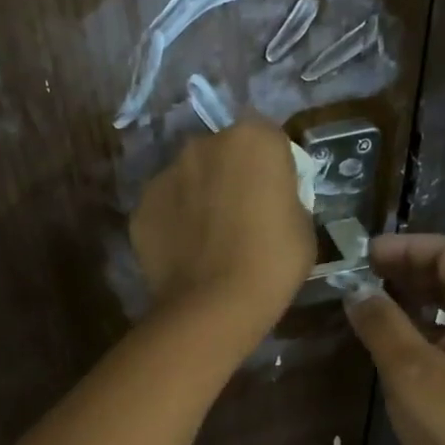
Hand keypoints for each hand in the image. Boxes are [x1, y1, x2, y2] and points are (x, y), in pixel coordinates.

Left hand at [130, 120, 315, 345]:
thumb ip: (286, 198)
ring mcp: (166, 173)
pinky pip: (166, 208)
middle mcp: (204, 143)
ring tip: (209, 239)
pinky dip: (174, 223)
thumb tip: (269, 201)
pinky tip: (186, 254)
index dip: (273, 168)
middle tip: (242, 216)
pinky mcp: (141, 206)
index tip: (276, 197)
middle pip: (224, 153)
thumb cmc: (273, 262)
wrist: (215, 305)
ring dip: (199, 196)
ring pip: (190, 178)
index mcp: (253, 139)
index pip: (269, 140)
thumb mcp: (303, 225)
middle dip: (232, 175)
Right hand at [345, 235, 444, 444]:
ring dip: (416, 300)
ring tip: (372, 305)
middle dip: (408, 271)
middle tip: (361, 278)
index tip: (364, 256)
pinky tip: (398, 344)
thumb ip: (382, 323)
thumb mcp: (410, 372)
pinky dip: (428, 328)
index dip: (406, 247)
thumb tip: (356, 291)